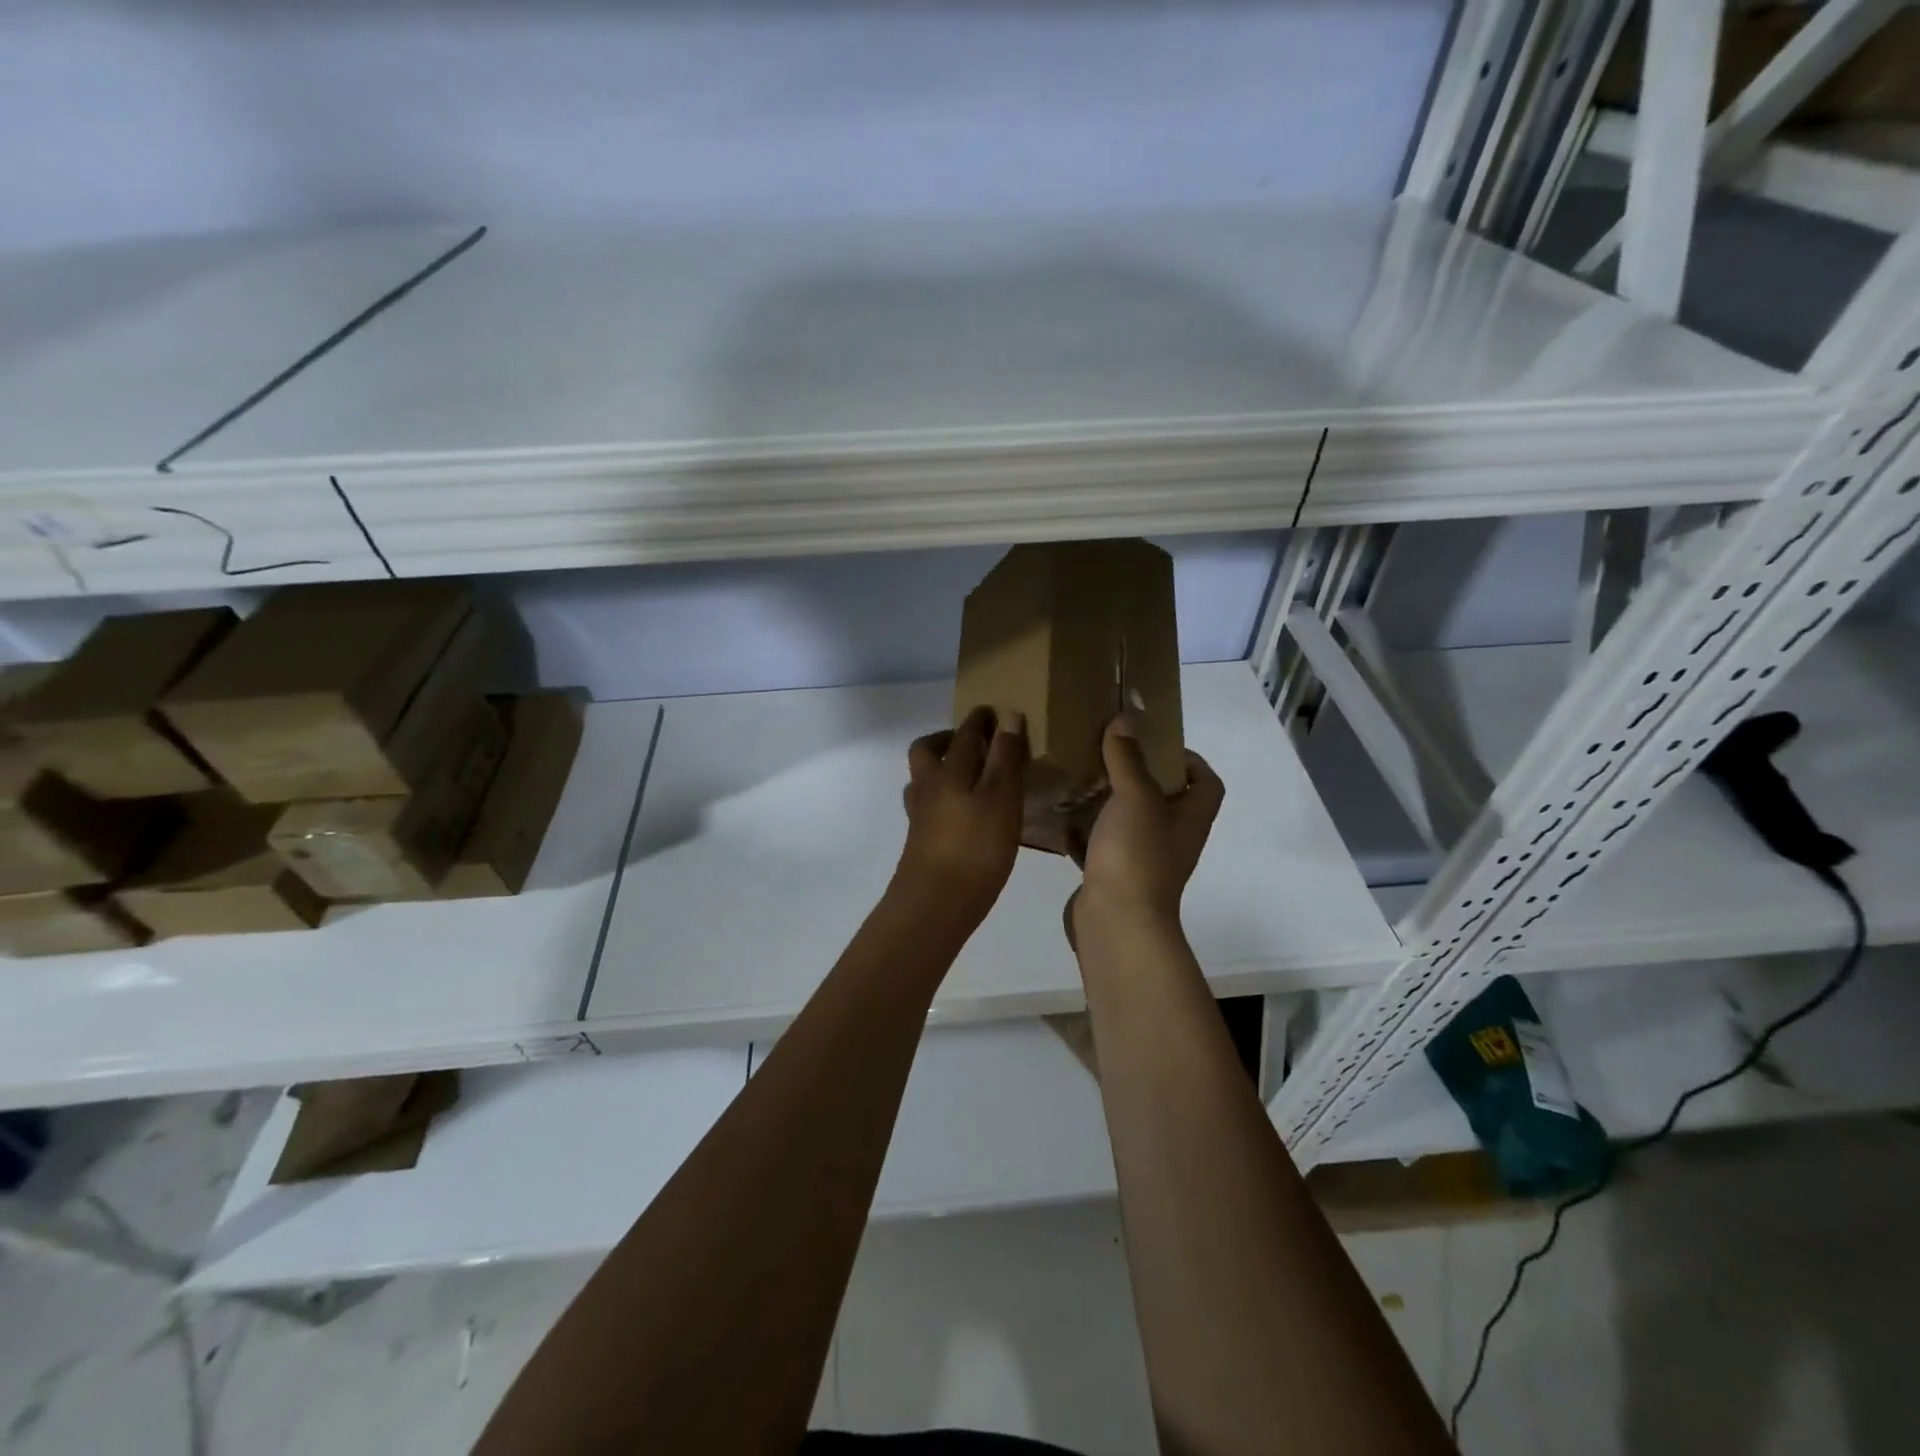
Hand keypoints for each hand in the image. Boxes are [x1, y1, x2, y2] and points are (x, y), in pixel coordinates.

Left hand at [895, 707, 1028, 922]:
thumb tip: (1007, 715)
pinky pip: (927, 806)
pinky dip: (942, 799)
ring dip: (940, 769)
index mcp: (949, 771)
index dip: (979, 721)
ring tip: (968, 776)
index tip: (992, 712)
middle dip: (946, 739)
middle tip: (971, 742)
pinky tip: (961, 814)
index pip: (964, 735)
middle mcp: (928, 787)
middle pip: (926, 751)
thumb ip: (1005, 757)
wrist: (935, 904)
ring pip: (923, 780)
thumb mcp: (1002, 798)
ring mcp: (919, 816)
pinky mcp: (919, 841)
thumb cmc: (976, 848)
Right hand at [1068, 717, 1223, 943]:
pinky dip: (1083, 831)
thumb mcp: (1135, 797)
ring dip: (1108, 801)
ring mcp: (1141, 860)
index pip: (1207, 783)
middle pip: (1165, 800)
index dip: (1192, 761)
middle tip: (1110, 752)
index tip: (1158, 743)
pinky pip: (1099, 845)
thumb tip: (1127, 718)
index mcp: (1189, 819)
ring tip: (1081, 776)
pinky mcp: (1112, 876)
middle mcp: (1171, 839)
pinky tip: (1060, 815)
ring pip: (1128, 822)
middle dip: (1139, 775)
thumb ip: (1128, 758)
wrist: (1117, 923)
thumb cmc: (1136, 855)